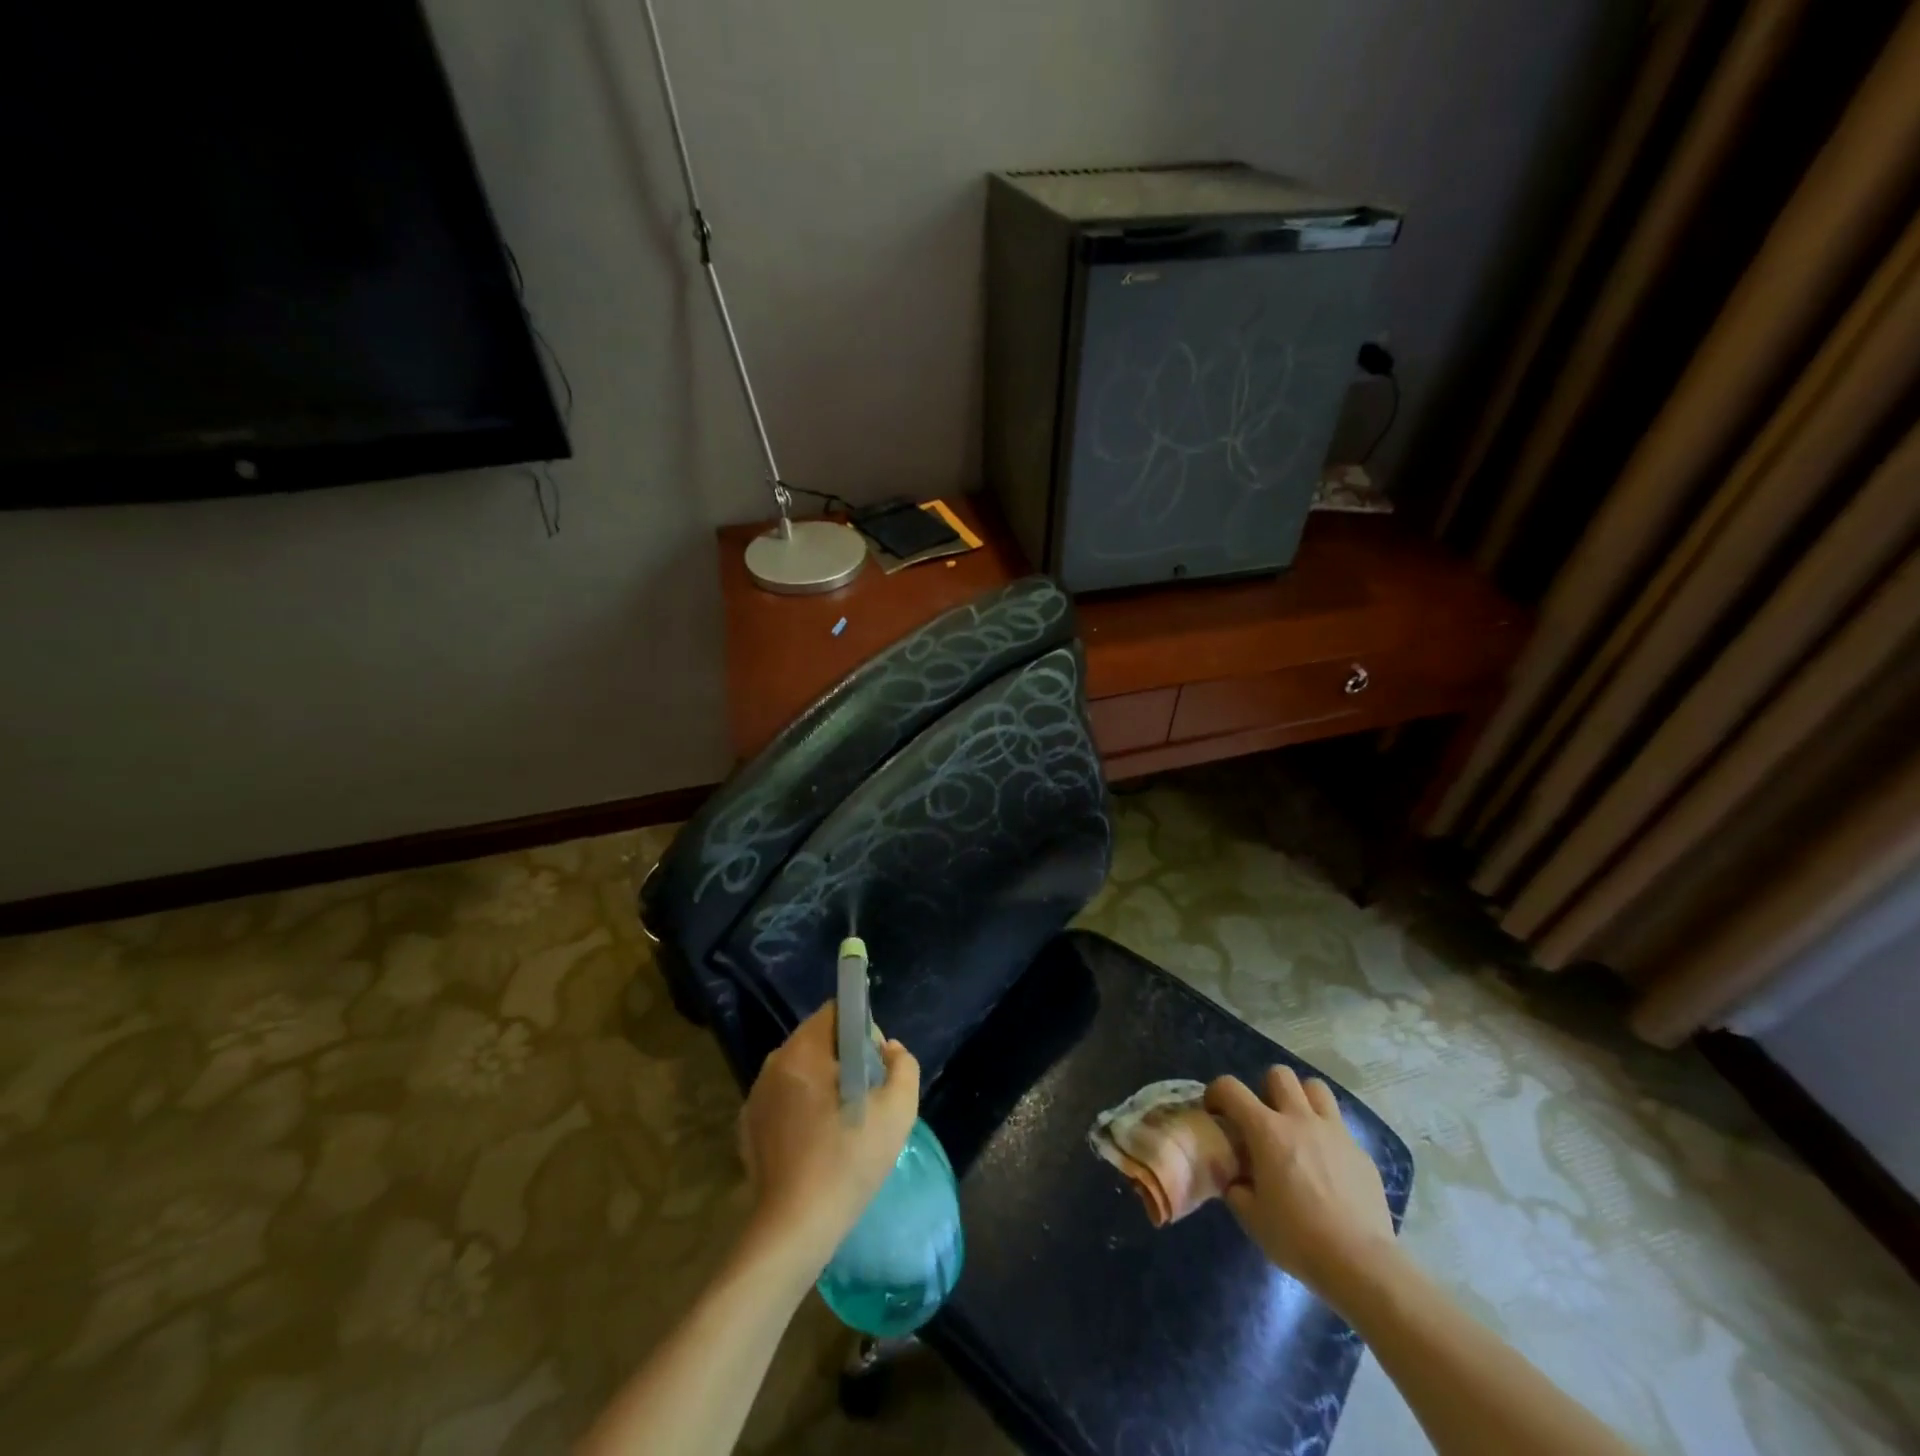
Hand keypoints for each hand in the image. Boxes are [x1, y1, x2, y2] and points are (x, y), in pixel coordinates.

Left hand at [738, 1005, 919, 1265]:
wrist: (794, 1228)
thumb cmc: (848, 1161)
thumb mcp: (897, 1110)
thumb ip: (903, 1066)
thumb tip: (888, 1049)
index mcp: (803, 1050)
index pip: (835, 1012)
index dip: (862, 1029)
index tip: (875, 1066)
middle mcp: (774, 1063)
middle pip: (816, 1040)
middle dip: (843, 1058)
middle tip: (864, 1097)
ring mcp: (756, 1096)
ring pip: (799, 1070)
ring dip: (821, 1083)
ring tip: (841, 1123)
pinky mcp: (748, 1126)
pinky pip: (782, 1099)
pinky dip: (801, 1109)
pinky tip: (816, 1143)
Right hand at [1206, 1066, 1394, 1299]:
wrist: (1361, 1264)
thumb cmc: (1298, 1238)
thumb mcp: (1251, 1217)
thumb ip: (1236, 1187)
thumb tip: (1236, 1178)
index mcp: (1267, 1131)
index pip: (1231, 1088)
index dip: (1216, 1092)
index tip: (1215, 1111)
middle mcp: (1300, 1119)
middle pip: (1280, 1074)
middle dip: (1266, 1088)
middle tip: (1264, 1118)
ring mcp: (1335, 1133)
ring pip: (1316, 1088)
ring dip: (1302, 1100)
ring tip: (1298, 1127)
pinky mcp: (1361, 1153)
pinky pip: (1340, 1127)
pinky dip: (1328, 1136)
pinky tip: (1328, 1167)